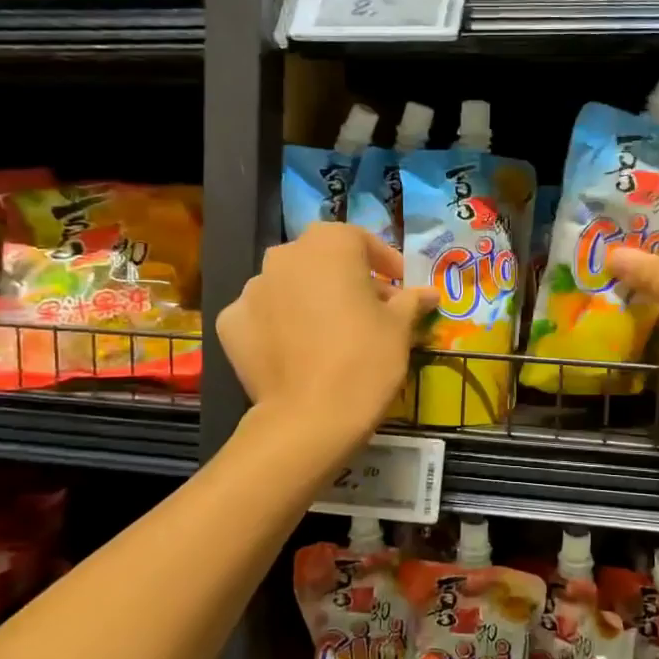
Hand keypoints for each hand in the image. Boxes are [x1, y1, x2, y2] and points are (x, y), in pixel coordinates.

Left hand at [216, 223, 435, 452]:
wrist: (310, 417)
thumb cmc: (366, 359)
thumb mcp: (400, 328)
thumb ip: (410, 301)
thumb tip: (427, 293)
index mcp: (330, 244)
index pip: (362, 241)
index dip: (385, 264)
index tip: (400, 288)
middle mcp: (285, 255)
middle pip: (322, 260)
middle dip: (346, 279)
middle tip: (369, 310)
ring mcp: (252, 289)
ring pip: (289, 285)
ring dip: (310, 299)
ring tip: (330, 333)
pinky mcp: (230, 323)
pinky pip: (263, 315)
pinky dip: (279, 324)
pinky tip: (296, 350)